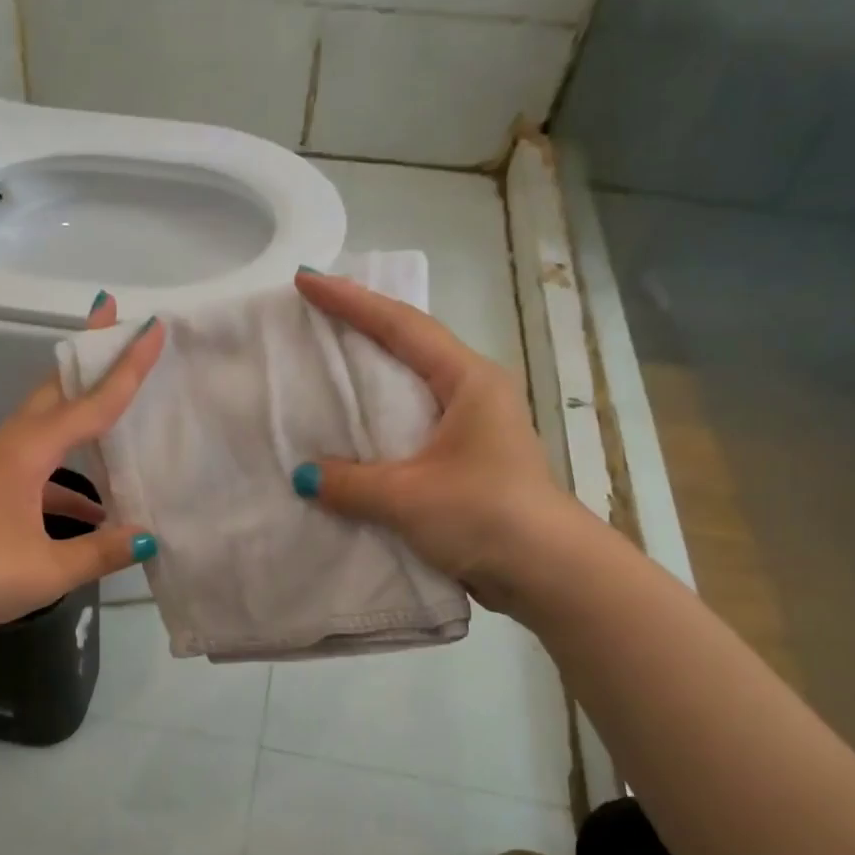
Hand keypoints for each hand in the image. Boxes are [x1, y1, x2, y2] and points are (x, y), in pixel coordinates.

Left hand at [0, 295, 163, 632]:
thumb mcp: (46, 569)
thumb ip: (101, 552)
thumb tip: (148, 538)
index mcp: (28, 452)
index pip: (91, 402)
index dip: (127, 367)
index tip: (151, 326)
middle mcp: (13, 446)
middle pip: (57, 387)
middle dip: (87, 353)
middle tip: (115, 319)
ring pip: (48, 422)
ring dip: (80, 407)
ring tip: (116, 399)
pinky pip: (40, 465)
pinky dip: (69, 473)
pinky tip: (94, 509)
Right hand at [290, 269, 588, 617]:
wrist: (549, 575)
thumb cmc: (486, 516)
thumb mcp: (407, 496)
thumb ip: (349, 482)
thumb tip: (305, 477)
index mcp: (468, 381)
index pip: (401, 326)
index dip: (350, 300)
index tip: (307, 279)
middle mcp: (473, 394)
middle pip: (408, 346)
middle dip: (361, 327)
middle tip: (313, 315)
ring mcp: (473, 429)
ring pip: (409, 389)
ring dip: (369, 378)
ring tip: (324, 368)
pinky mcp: (466, 463)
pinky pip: (410, 429)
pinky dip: (377, 424)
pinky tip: (349, 435)